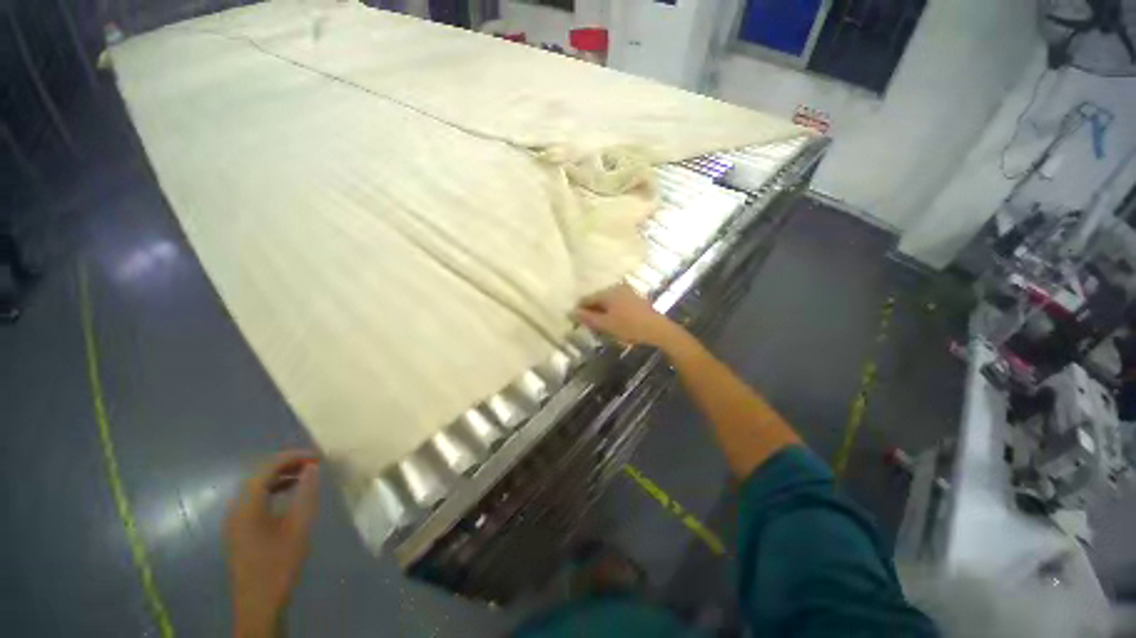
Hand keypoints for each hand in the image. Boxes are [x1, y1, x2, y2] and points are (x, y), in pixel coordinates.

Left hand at [225, 451, 320, 637]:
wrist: (260, 602)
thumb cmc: (280, 563)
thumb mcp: (299, 527)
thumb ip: (306, 494)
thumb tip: (312, 467)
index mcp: (248, 505)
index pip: (268, 468)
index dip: (293, 457)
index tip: (318, 456)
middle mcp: (236, 507)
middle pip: (259, 474)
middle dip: (287, 464)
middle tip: (314, 463)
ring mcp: (235, 519)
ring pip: (257, 486)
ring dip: (281, 476)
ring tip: (306, 475)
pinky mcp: (239, 528)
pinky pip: (255, 498)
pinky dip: (274, 489)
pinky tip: (290, 494)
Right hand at [573, 284, 686, 348]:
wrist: (657, 329)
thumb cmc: (629, 327)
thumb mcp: (605, 325)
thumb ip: (588, 318)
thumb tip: (572, 312)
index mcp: (608, 292)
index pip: (587, 298)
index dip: (580, 310)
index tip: (575, 321)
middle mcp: (616, 287)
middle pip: (598, 298)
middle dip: (591, 310)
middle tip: (588, 325)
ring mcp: (627, 292)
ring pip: (608, 301)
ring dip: (602, 311)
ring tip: (600, 325)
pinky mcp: (634, 298)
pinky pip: (617, 302)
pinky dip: (612, 311)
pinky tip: (613, 321)